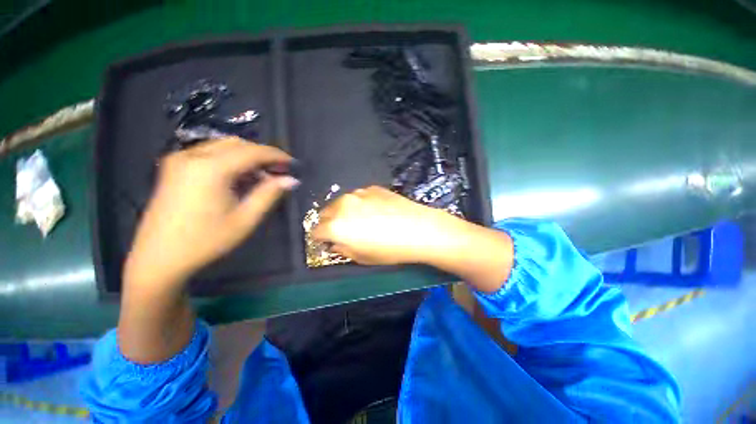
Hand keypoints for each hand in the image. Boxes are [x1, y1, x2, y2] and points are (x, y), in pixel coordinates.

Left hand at [124, 138, 297, 288]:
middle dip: (261, 155)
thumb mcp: (245, 219)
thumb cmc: (206, 241)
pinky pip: (209, 154)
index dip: (276, 155)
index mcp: (210, 168)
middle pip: (237, 144)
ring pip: (222, 146)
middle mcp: (192, 155)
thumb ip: (269, 194)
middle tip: (279, 171)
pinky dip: (230, 161)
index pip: (252, 152)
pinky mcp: (174, 167)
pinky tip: (238, 178)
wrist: (158, 258)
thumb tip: (291, 180)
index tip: (293, 164)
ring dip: (246, 157)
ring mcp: (179, 159)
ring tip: (261, 177)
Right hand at [311, 186, 458, 264]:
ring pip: (341, 202)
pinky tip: (376, 211)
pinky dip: (360, 203)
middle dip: (330, 223)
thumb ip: (342, 250)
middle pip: (325, 213)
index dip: (321, 238)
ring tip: (361, 219)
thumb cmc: (389, 250)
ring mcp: (358, 193)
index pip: (315, 231)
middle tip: (344, 231)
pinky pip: (359, 196)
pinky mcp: (372, 188)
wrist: (419, 229)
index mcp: (336, 226)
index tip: (328, 242)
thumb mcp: (362, 258)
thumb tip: (335, 244)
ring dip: (344, 211)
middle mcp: (342, 205)